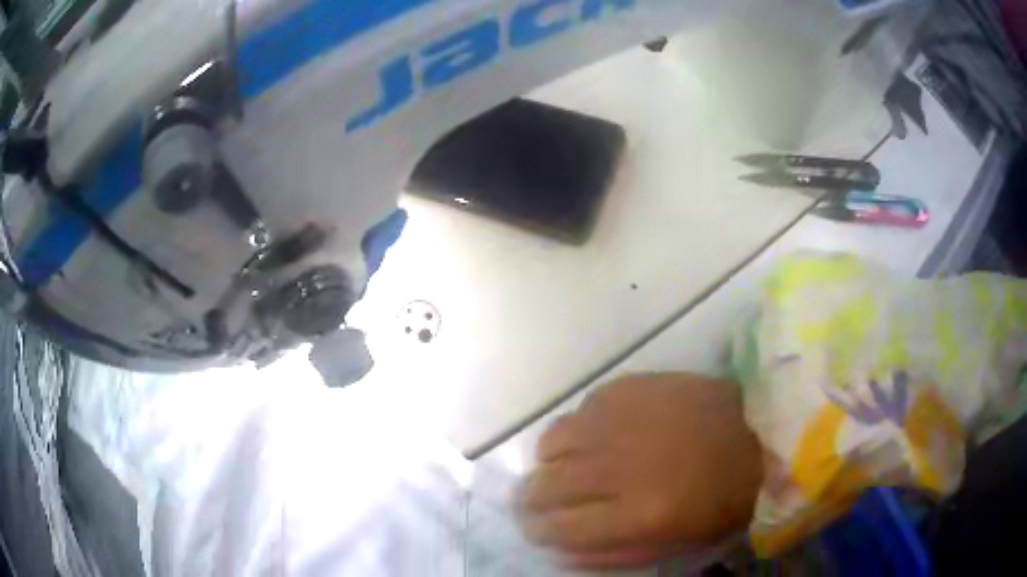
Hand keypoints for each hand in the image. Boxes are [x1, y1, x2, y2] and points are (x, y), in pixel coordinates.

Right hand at [518, 373, 762, 567]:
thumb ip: (613, 555)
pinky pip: (577, 412)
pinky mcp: (625, 388)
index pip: (556, 528)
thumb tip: (558, 552)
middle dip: (531, 500)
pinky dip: (576, 432)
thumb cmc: (722, 496)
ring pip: (550, 445)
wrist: (758, 426)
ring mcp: (618, 422)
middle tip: (539, 502)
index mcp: (637, 514)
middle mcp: (617, 466)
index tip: (536, 529)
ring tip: (564, 467)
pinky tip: (595, 437)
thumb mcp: (676, 545)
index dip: (537, 531)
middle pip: (543, 486)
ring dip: (549, 463)